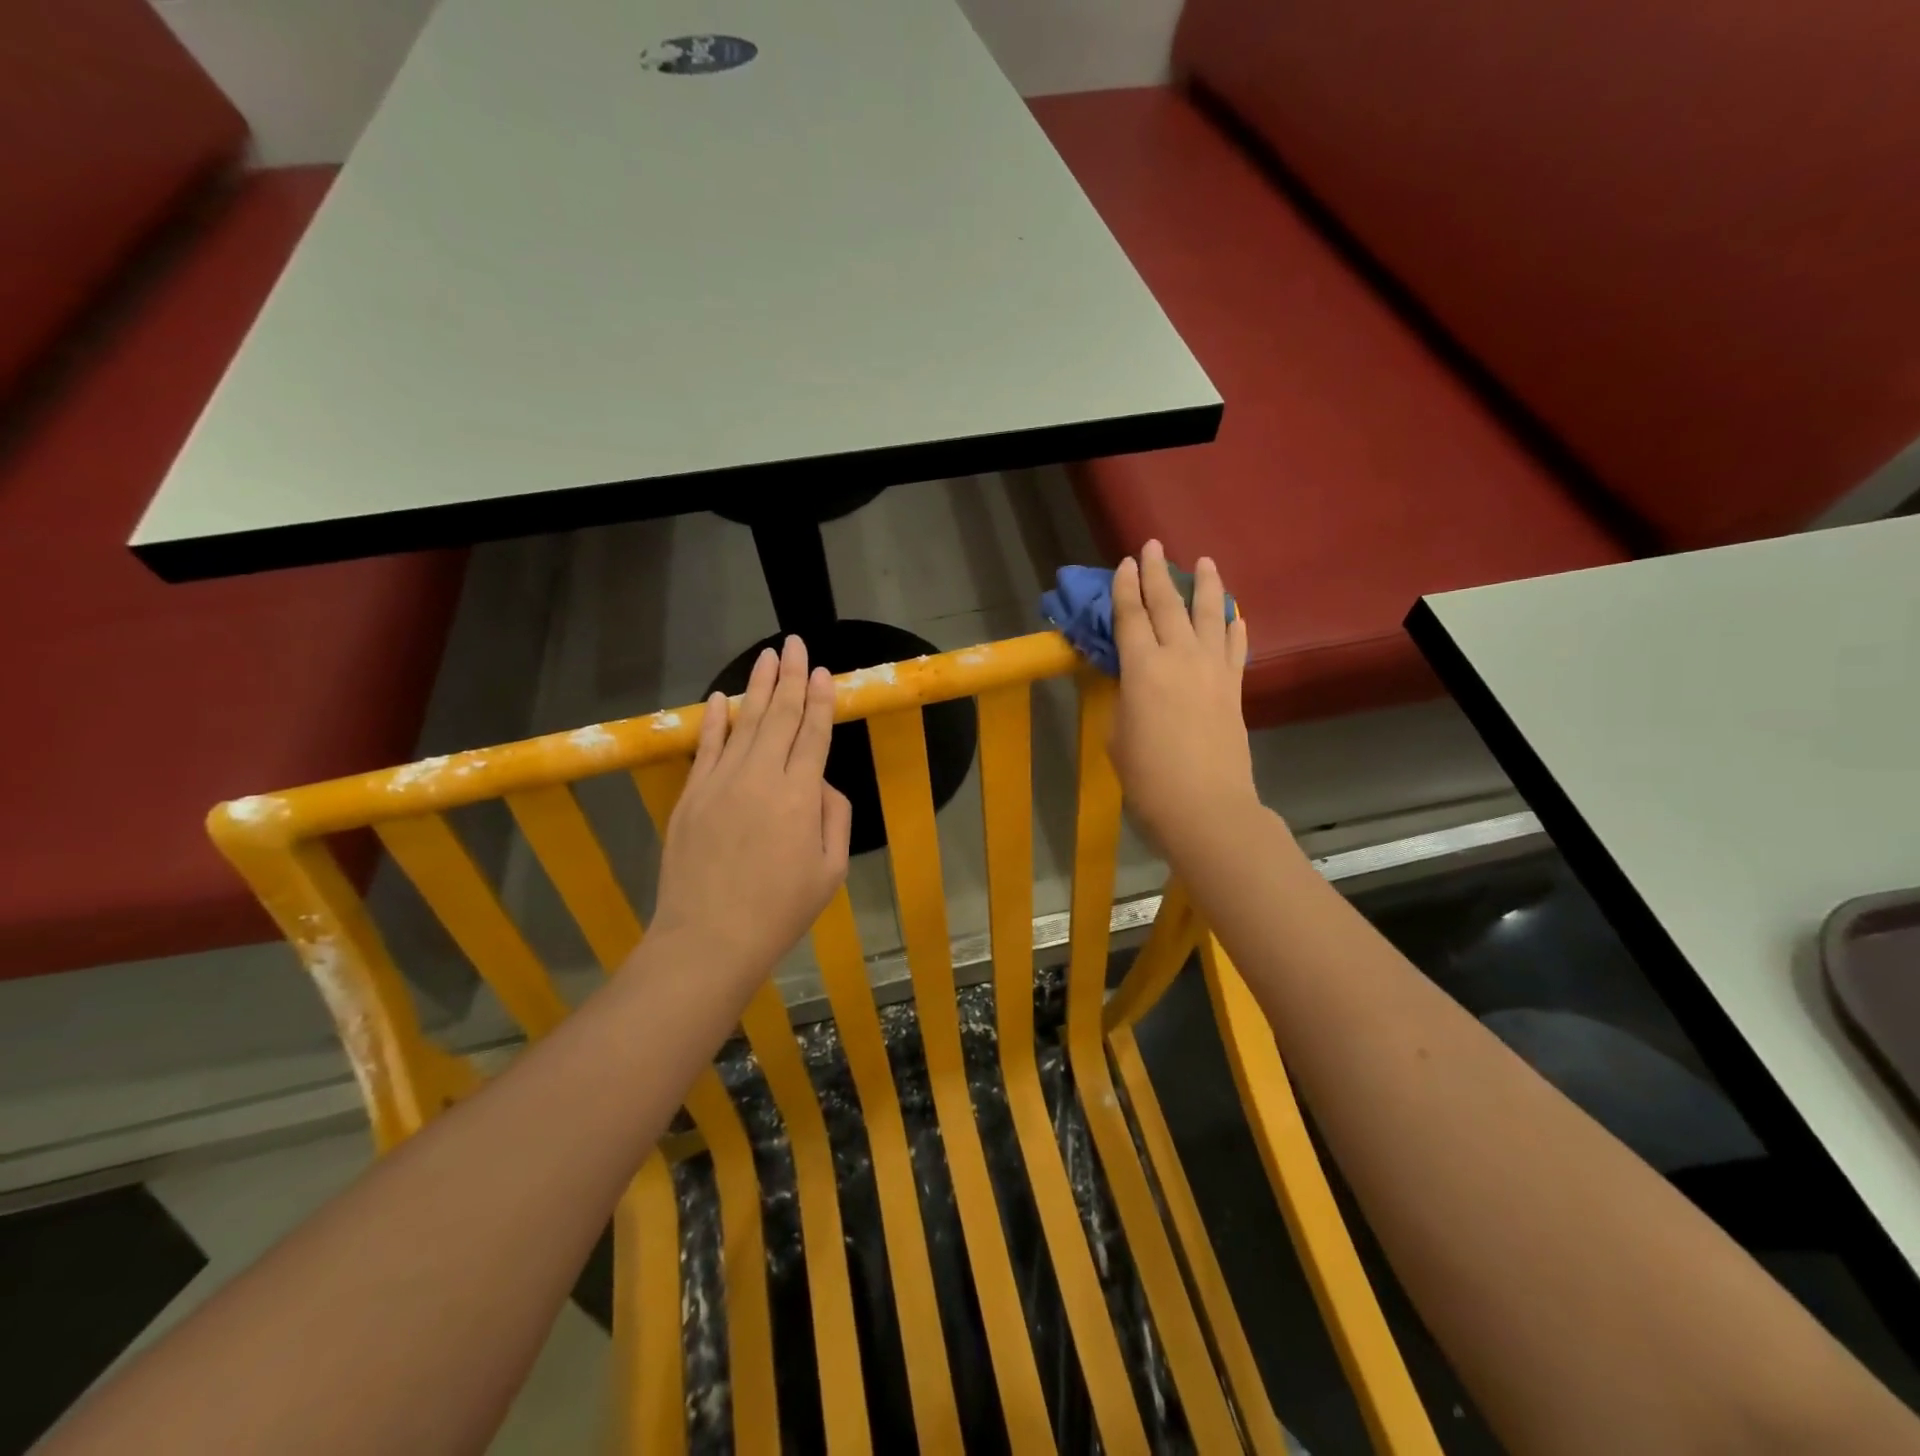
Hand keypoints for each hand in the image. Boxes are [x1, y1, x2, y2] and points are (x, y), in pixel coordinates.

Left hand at [651, 636, 851, 986]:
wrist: (709, 938)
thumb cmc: (780, 910)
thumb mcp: (830, 870)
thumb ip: (835, 817)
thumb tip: (821, 783)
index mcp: (800, 796)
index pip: (814, 734)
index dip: (820, 700)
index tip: (825, 672)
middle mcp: (761, 777)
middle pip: (779, 716)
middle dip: (791, 677)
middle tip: (796, 643)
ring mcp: (720, 783)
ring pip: (744, 723)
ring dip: (758, 686)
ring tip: (768, 655)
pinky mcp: (691, 795)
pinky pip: (706, 747)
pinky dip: (715, 720)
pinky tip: (722, 697)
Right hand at [1110, 540, 1262, 861]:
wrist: (1204, 806)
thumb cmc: (1147, 777)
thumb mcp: (1117, 734)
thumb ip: (1125, 697)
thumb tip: (1134, 681)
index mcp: (1142, 668)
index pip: (1130, 616)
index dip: (1124, 587)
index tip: (1124, 563)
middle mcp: (1180, 657)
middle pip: (1168, 605)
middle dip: (1158, 573)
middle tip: (1153, 546)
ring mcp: (1212, 670)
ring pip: (1209, 615)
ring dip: (1206, 586)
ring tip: (1205, 561)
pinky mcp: (1234, 688)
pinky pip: (1235, 646)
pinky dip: (1233, 625)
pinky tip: (1233, 613)